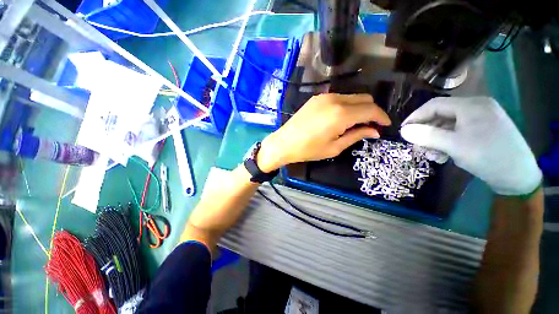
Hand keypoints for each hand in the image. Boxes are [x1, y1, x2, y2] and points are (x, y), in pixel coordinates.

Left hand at [257, 93, 390, 171]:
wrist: (284, 143)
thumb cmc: (309, 149)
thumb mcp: (335, 147)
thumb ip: (357, 135)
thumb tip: (375, 131)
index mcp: (341, 114)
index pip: (371, 110)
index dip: (381, 117)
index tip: (385, 125)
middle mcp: (335, 99)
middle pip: (364, 98)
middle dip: (372, 111)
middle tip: (370, 126)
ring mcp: (325, 96)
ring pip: (352, 96)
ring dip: (359, 107)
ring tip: (356, 123)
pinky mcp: (317, 98)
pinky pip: (339, 98)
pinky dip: (347, 105)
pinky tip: (342, 117)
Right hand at [400, 96, 541, 195]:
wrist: (519, 177)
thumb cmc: (488, 157)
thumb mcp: (455, 146)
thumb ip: (427, 136)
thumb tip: (403, 131)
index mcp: (471, 105)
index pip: (434, 105)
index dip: (415, 117)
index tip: (403, 131)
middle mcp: (476, 108)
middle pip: (440, 116)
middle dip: (426, 132)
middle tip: (417, 147)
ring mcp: (481, 119)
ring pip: (447, 126)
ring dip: (435, 140)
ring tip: (432, 155)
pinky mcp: (483, 131)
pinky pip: (457, 132)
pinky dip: (447, 143)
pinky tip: (444, 155)